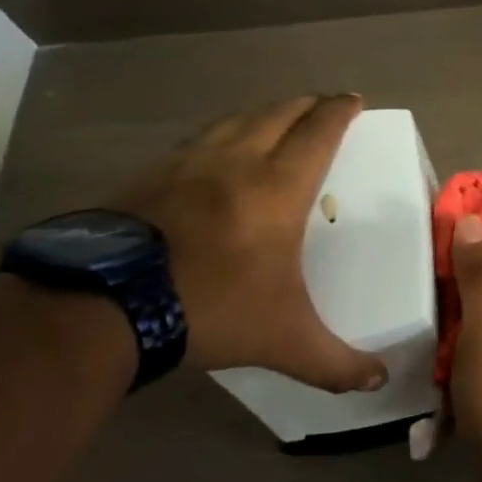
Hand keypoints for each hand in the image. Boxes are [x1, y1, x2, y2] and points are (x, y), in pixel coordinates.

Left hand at [112, 96, 386, 391]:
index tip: (354, 99)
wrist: (102, 307)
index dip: (340, 111)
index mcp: (278, 188)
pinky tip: (213, 151)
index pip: (318, 133)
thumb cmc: (211, 308)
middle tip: (323, 104)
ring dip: (263, 112)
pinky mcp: (147, 176)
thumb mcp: (284, 341)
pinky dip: (219, 134)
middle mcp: (237, 162)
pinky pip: (196, 140)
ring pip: (234, 120)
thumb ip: (336, 362)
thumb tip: (380, 381)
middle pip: (278, 114)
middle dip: (306, 104)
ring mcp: (186, 164)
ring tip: (275, 118)